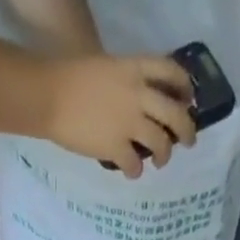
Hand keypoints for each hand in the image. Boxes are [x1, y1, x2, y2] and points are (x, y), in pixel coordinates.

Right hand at [43, 54, 197, 176]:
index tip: (188, 100)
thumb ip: (127, 81)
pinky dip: (136, 171)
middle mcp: (138, 95)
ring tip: (160, 161)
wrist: (50, 96)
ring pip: (161, 143)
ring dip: (164, 155)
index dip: (185, 88)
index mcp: (135, 69)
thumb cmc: (72, 77)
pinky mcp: (116, 148)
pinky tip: (132, 172)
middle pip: (175, 114)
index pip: (172, 72)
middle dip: (187, 130)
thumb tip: (138, 102)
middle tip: (188, 142)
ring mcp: (128, 123)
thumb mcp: (107, 67)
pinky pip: (136, 165)